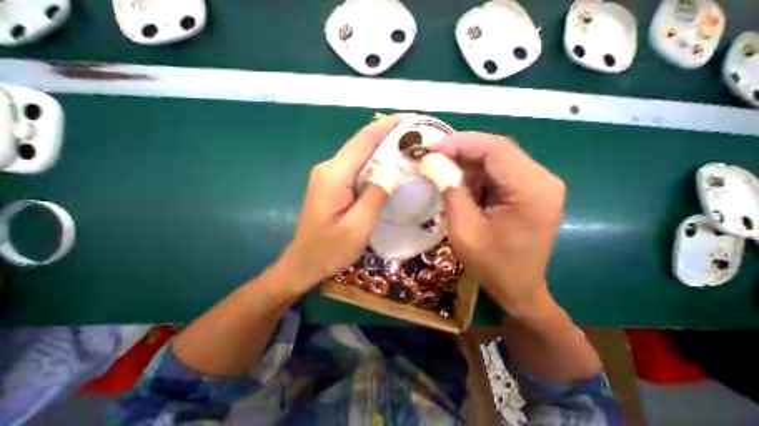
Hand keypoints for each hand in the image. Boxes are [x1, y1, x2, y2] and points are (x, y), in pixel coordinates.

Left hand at [276, 113, 398, 292]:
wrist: (303, 263)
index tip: (411, 119)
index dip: (387, 126)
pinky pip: (356, 166)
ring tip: (408, 147)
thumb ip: (375, 196)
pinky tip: (390, 166)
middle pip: (361, 143)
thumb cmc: (329, 250)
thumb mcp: (357, 227)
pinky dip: (375, 162)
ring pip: (360, 154)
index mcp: (334, 175)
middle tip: (416, 135)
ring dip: (383, 148)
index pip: (364, 140)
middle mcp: (329, 168)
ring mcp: (328, 175)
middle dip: (388, 134)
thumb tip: (392, 171)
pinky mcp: (331, 183)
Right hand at [433, 132, 561, 316]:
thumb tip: (435, 163)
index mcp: (531, 189)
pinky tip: (460, 184)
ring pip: (496, 159)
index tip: (431, 149)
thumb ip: (451, 191)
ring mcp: (538, 184)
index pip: (495, 149)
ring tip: (442, 171)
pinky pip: (498, 172)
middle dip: (461, 150)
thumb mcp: (464, 229)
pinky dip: (475, 174)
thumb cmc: (492, 264)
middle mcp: (542, 179)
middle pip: (497, 150)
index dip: (460, 143)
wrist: (518, 288)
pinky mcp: (529, 190)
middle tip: (433, 157)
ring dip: (467, 163)